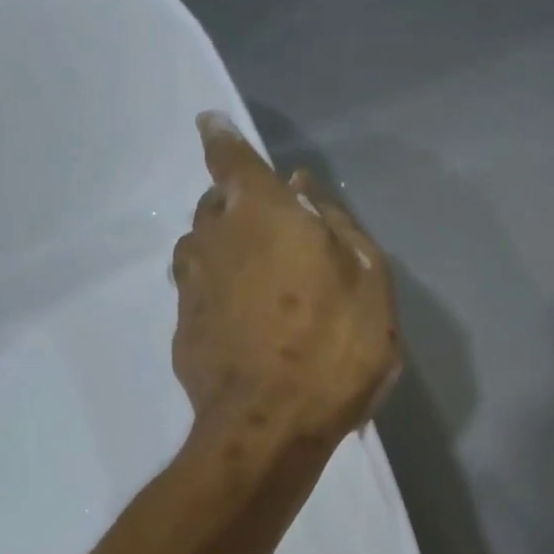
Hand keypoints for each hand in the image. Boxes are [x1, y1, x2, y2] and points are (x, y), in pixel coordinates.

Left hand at [172, 113, 400, 443]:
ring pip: (201, 250)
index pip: (231, 158)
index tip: (211, 125)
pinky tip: (242, 323)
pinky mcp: (183, 332)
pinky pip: (200, 295)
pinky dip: (218, 295)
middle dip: (236, 205)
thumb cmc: (333, 351)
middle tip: (268, 228)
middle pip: (215, 205)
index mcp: (261, 213)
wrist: (269, 428)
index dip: (223, 139)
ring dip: (223, 250)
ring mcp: (192, 288)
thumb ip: (339, 227)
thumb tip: (306, 192)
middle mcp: (214, 239)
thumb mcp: (370, 284)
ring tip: (256, 278)